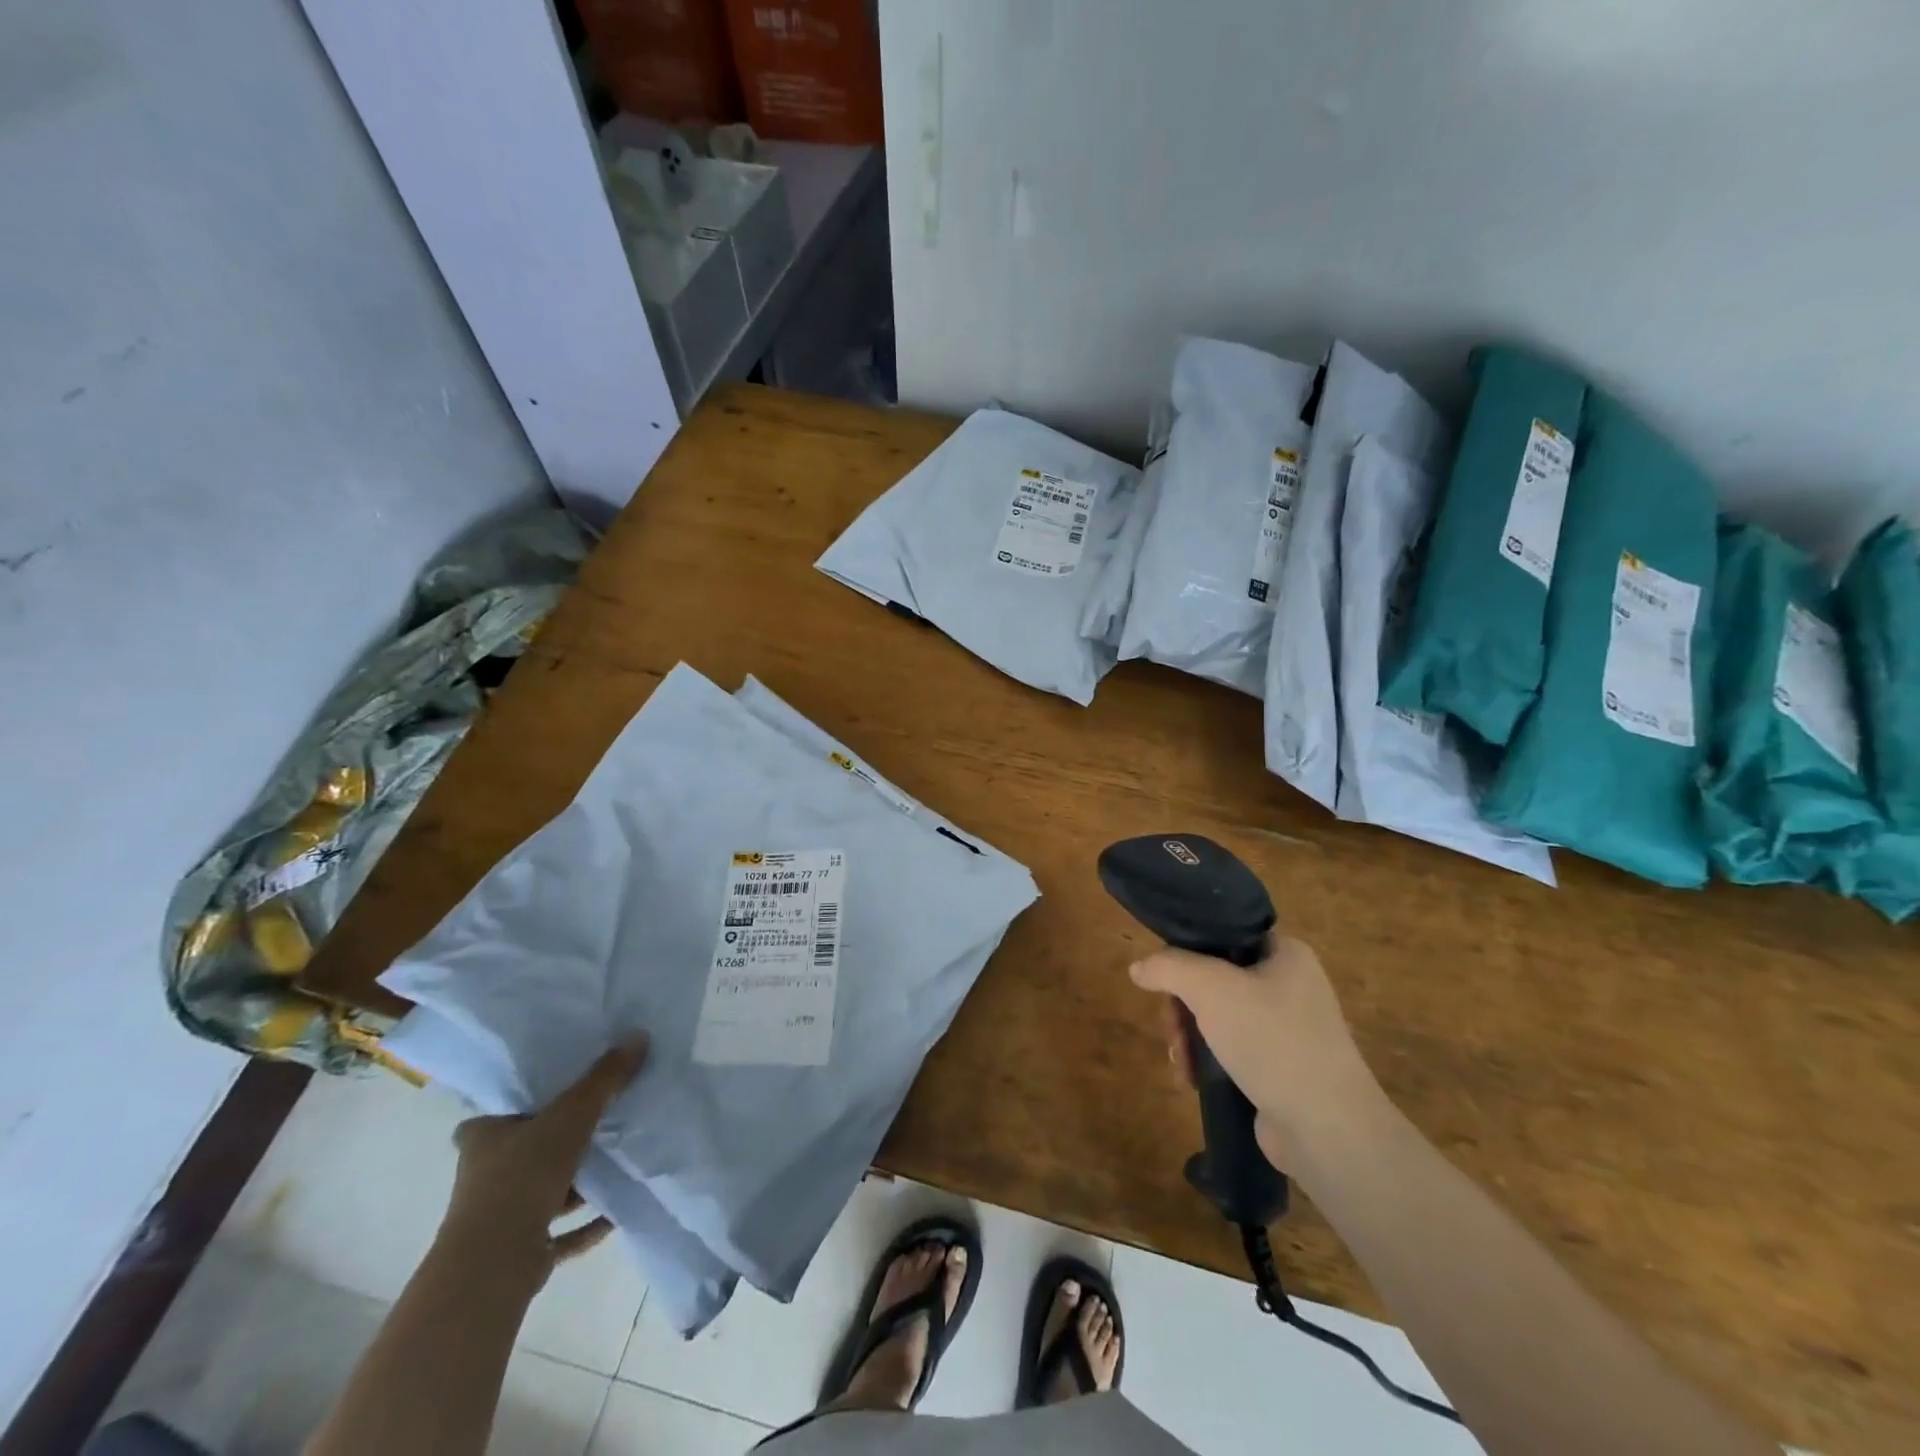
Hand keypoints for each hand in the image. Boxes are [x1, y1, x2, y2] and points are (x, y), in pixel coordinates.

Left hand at [443, 1038, 647, 1272]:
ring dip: (578, 1182)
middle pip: (526, 1150)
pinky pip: (561, 1231)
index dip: (521, 1104)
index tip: (556, 1094)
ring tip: (619, 1161)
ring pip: (545, 1190)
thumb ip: (604, 1079)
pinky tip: (618, 1211)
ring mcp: (500, 1218)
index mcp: (483, 1139)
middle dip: (560, 1141)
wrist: (493, 1265)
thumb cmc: (522, 1177)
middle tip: (602, 1119)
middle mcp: (484, 1176)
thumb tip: (638, 1036)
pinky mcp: (521, 1251)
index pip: (494, 1115)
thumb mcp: (571, 1115)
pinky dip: (587, 1222)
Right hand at [1130, 939, 1386, 1167]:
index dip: (1190, 947)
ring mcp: (1288, 1029)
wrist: (1326, 1128)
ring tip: (1180, 1060)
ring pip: (1218, 1016)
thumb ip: (1168, 967)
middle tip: (1170, 1026)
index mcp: (1286, 953)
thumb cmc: (1272, 1039)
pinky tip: (1192, 1078)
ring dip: (1189, 1034)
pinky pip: (1231, 1049)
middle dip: (1183, 1003)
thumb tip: (1138, 967)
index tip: (1165, 971)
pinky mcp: (1281, 1067)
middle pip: (1215, 977)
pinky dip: (1207, 1060)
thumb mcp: (1210, 988)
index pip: (1227, 933)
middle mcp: (1290, 985)